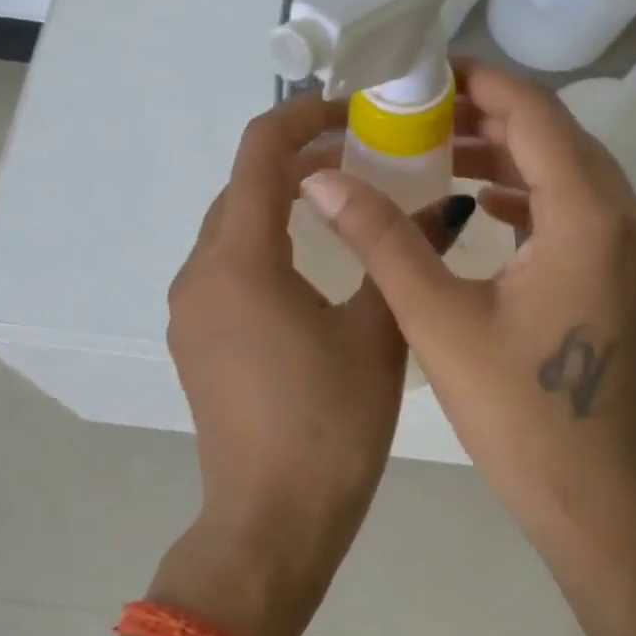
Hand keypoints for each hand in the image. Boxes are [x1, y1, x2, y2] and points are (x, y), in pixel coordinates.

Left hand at [161, 91, 472, 635]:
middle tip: (364, 155)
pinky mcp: (195, 336)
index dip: (304, 115)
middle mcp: (200, 272)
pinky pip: (227, 263)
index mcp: (239, 261)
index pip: (259, 151)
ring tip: (344, 200)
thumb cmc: (329, 428)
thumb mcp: (378, 334)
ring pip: (232, 224)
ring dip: (280, 200)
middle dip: (298, 157)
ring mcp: (190, 307)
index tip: (354, 111)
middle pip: (243, 185)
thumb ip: (403, 256)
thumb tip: (445, 206)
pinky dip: (266, 240)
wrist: (269, 524)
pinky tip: (313, 260)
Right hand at [298, 63, 635, 572]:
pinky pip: (581, 209)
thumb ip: (381, 239)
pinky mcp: (633, 278)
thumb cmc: (518, 414)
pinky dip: (531, 195)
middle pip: (556, 136)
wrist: (598, 501)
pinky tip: (479, 205)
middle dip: (487, 115)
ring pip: (571, 172)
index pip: (535, 113)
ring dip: (508, 155)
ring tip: (437, 153)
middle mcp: (629, 220)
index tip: (423, 74)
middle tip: (417, 113)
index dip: (479, 83)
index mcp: (589, 218)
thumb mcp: (438, 320)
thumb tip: (320, 178)